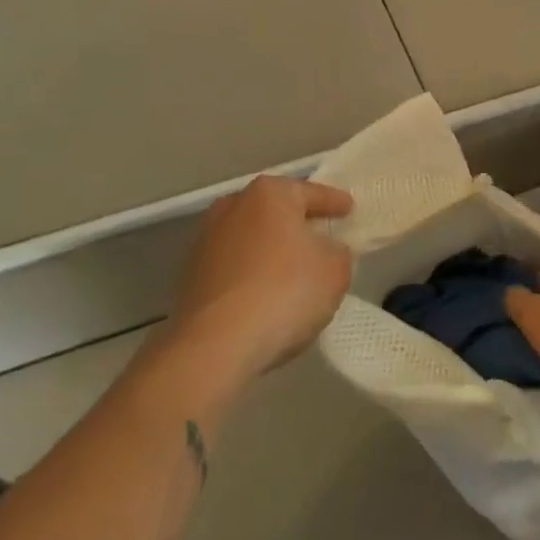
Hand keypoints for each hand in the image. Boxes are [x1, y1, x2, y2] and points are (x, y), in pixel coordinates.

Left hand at [170, 175, 353, 380]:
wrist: (214, 346)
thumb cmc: (284, 292)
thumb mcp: (335, 269)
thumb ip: (338, 251)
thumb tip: (325, 251)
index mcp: (270, 194)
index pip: (312, 193)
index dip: (334, 202)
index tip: (349, 209)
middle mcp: (233, 207)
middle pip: (276, 212)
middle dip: (297, 224)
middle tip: (322, 238)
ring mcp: (206, 242)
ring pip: (252, 239)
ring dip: (271, 251)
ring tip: (294, 273)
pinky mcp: (191, 277)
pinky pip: (235, 268)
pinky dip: (252, 276)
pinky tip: (266, 297)